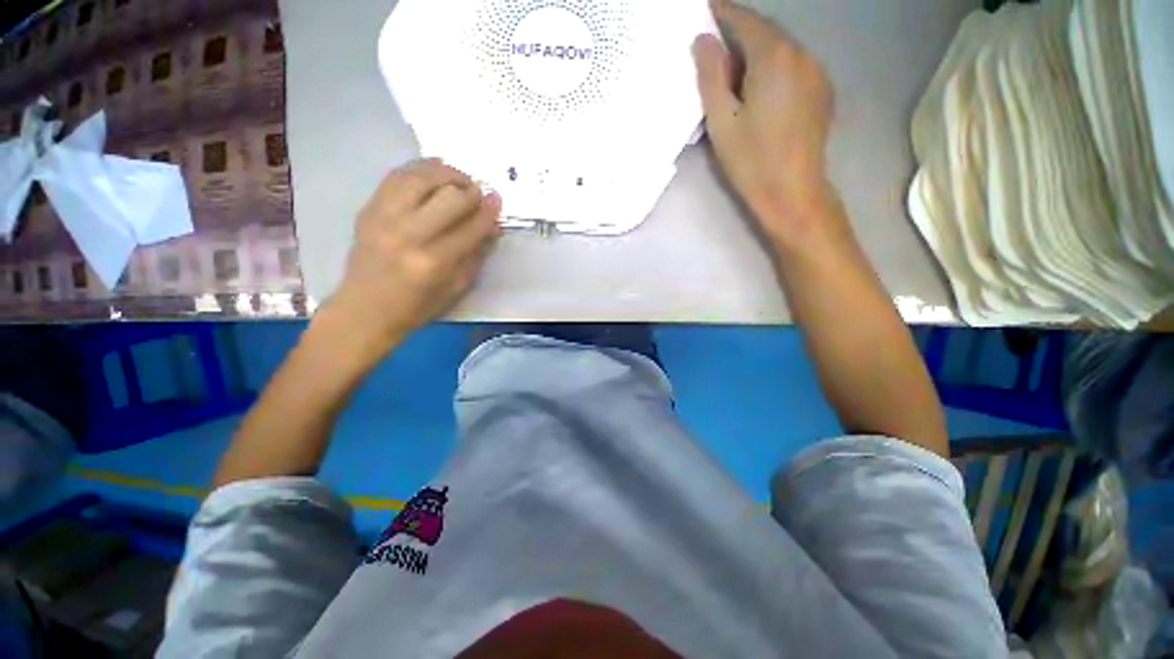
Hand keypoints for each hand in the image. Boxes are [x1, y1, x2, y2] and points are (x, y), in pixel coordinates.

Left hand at [325, 159, 501, 357]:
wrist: (365, 309)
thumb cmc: (417, 306)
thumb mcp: (456, 288)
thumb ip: (476, 255)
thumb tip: (492, 226)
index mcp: (434, 262)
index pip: (470, 227)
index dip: (488, 211)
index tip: (497, 199)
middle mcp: (409, 235)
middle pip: (448, 197)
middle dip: (471, 191)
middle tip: (479, 193)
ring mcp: (384, 218)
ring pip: (421, 178)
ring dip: (446, 173)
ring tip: (458, 179)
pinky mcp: (368, 209)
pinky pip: (396, 176)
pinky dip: (419, 169)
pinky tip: (433, 173)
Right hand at [693, 0, 841, 249]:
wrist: (792, 193)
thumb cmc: (751, 161)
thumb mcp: (721, 121)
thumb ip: (710, 76)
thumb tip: (703, 41)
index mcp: (774, 57)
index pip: (744, 21)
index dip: (722, 12)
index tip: (704, 9)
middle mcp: (802, 54)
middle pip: (766, 33)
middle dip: (739, 34)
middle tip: (713, 46)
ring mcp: (816, 72)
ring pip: (781, 50)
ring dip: (756, 53)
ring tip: (733, 72)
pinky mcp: (821, 92)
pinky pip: (793, 67)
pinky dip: (773, 68)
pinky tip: (759, 89)